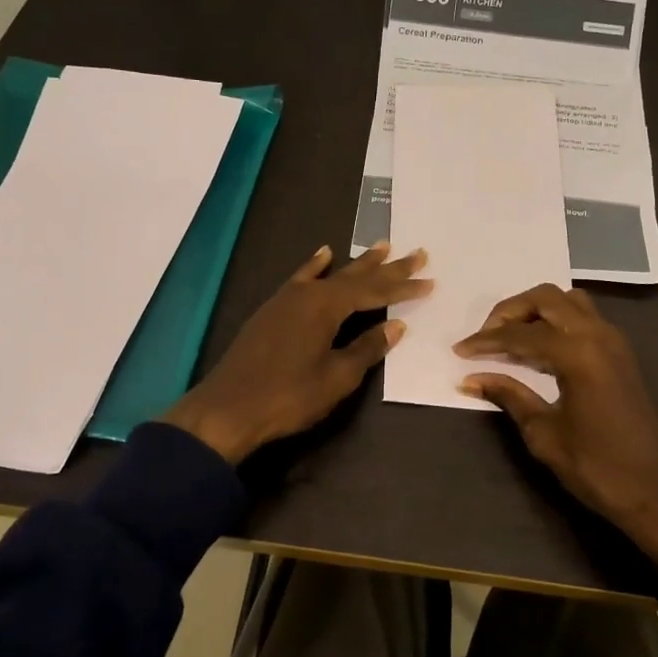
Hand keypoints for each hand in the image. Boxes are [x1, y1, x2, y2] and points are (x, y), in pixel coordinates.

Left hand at [163, 242, 431, 463]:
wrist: (227, 409)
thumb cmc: (288, 397)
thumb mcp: (336, 377)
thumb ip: (367, 348)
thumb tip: (395, 326)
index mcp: (326, 307)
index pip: (374, 292)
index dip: (403, 288)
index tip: (429, 280)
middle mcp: (307, 294)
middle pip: (355, 276)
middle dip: (387, 267)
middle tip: (416, 252)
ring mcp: (286, 300)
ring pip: (330, 275)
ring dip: (357, 263)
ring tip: (381, 247)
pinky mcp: (272, 311)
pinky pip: (301, 278)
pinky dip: (315, 266)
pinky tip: (323, 254)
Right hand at [455, 284, 657, 569]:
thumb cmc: (598, 469)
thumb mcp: (545, 434)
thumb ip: (509, 396)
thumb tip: (471, 379)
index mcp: (578, 353)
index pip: (520, 335)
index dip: (485, 341)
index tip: (459, 351)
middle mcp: (598, 335)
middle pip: (546, 298)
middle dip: (510, 311)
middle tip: (485, 337)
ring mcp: (614, 342)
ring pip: (569, 301)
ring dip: (536, 310)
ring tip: (511, 338)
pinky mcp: (621, 355)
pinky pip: (584, 318)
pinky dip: (556, 321)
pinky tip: (539, 349)